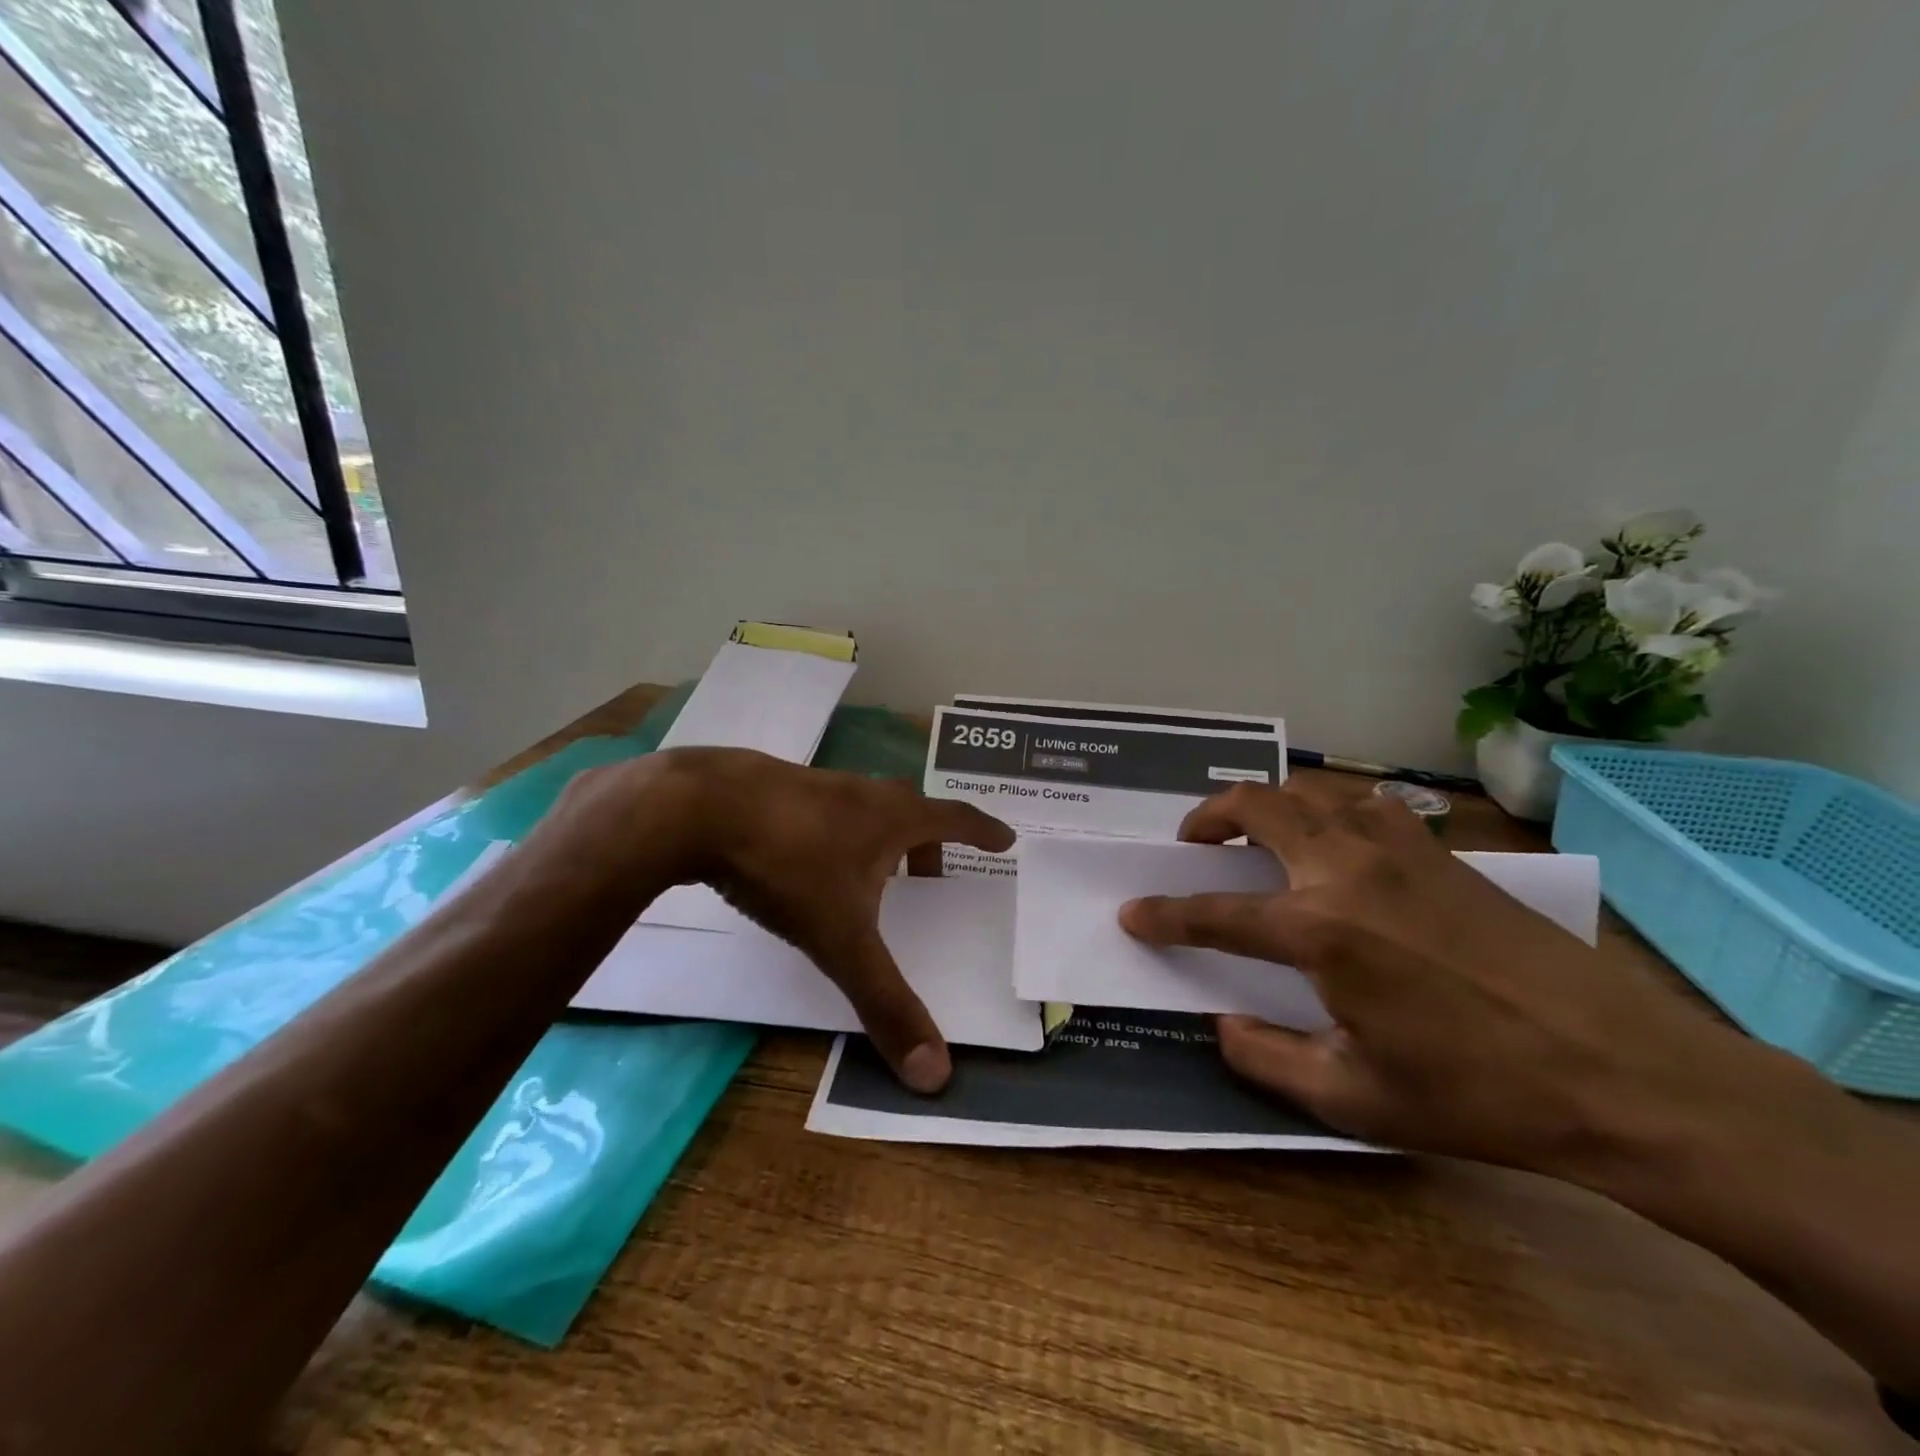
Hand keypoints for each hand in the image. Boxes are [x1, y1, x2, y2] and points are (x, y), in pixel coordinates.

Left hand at [572, 748, 1013, 1092]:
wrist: (696, 807)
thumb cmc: (787, 865)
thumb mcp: (840, 940)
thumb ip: (885, 1003)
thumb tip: (936, 1075)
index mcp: (891, 818)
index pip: (954, 819)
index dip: (983, 831)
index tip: (1005, 839)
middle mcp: (860, 792)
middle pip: (909, 809)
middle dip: (928, 842)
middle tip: (933, 873)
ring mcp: (815, 783)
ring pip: (863, 806)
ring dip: (878, 836)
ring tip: (869, 873)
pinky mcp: (772, 786)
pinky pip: (821, 809)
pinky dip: (833, 832)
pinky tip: (804, 860)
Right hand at [1118, 782, 1809, 1177]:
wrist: (1623, 1073)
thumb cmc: (1479, 1094)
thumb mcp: (1355, 1098)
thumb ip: (1267, 1058)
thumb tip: (1220, 1025)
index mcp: (1318, 930)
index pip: (1214, 911)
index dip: (1164, 914)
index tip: (1133, 914)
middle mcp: (1347, 870)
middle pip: (1256, 807)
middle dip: (1207, 817)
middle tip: (1191, 844)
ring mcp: (1398, 850)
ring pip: (1310, 789)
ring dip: (1267, 803)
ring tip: (1255, 834)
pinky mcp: (1442, 851)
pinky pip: (1365, 804)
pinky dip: (1328, 808)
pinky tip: (1336, 842)